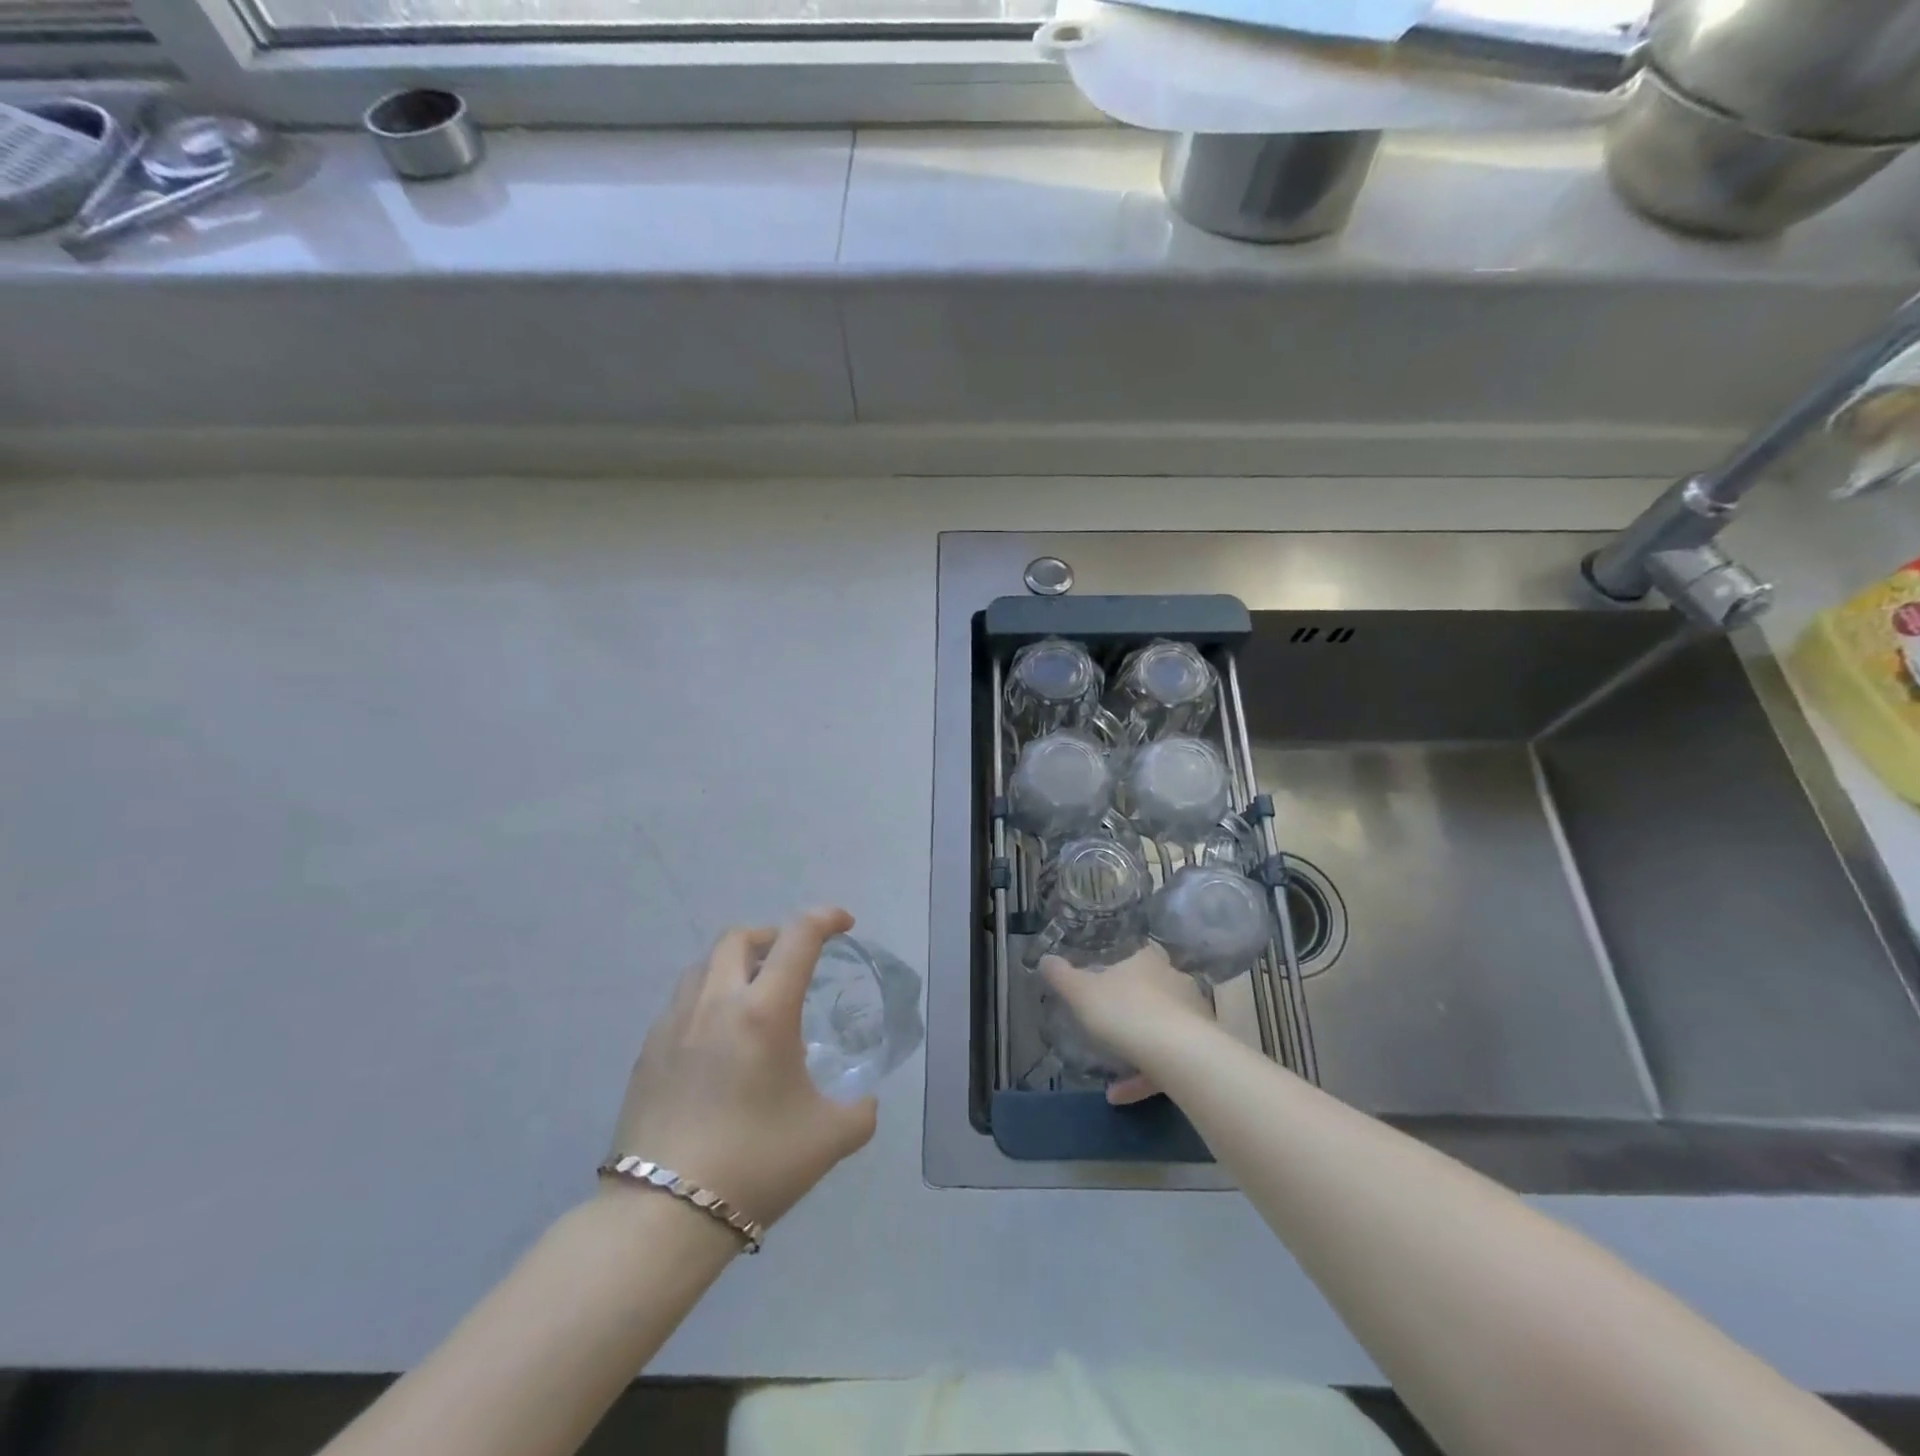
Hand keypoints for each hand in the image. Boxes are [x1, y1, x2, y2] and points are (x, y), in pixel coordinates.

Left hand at [603, 908, 876, 1228]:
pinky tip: (717, 1040)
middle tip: (793, 961)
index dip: (826, 918)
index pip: (798, 937)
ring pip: (704, 965)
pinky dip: (707, 998)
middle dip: (773, 936)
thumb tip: (865, 1100)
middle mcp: (716, 1003)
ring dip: (735, 964)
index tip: (844, 924)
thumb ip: (860, 1110)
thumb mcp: (829, 1139)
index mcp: (764, 1011)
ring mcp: (674, 1024)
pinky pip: (681, 1001)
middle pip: (740, 937)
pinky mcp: (647, 1052)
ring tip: (753, 996)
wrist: (662, 1217)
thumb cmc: (755, 1165)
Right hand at [1041, 942, 1215, 1105]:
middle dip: (1134, 1006)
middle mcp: (1176, 982)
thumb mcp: (1082, 993)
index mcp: (1149, 961)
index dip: (1126, 963)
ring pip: (1163, 1028)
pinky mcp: (1201, 1051)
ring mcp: (1193, 1017)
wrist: (1178, 1054)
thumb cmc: (1125, 1011)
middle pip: (1155, 989)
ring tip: (1110, 1073)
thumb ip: (1062, 977)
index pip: (1141, 952)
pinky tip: (1119, 1095)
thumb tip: (1045, 959)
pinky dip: (1143, 1078)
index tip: (1109, 977)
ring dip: (1138, 1048)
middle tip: (1111, 1022)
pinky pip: (1167, 1062)